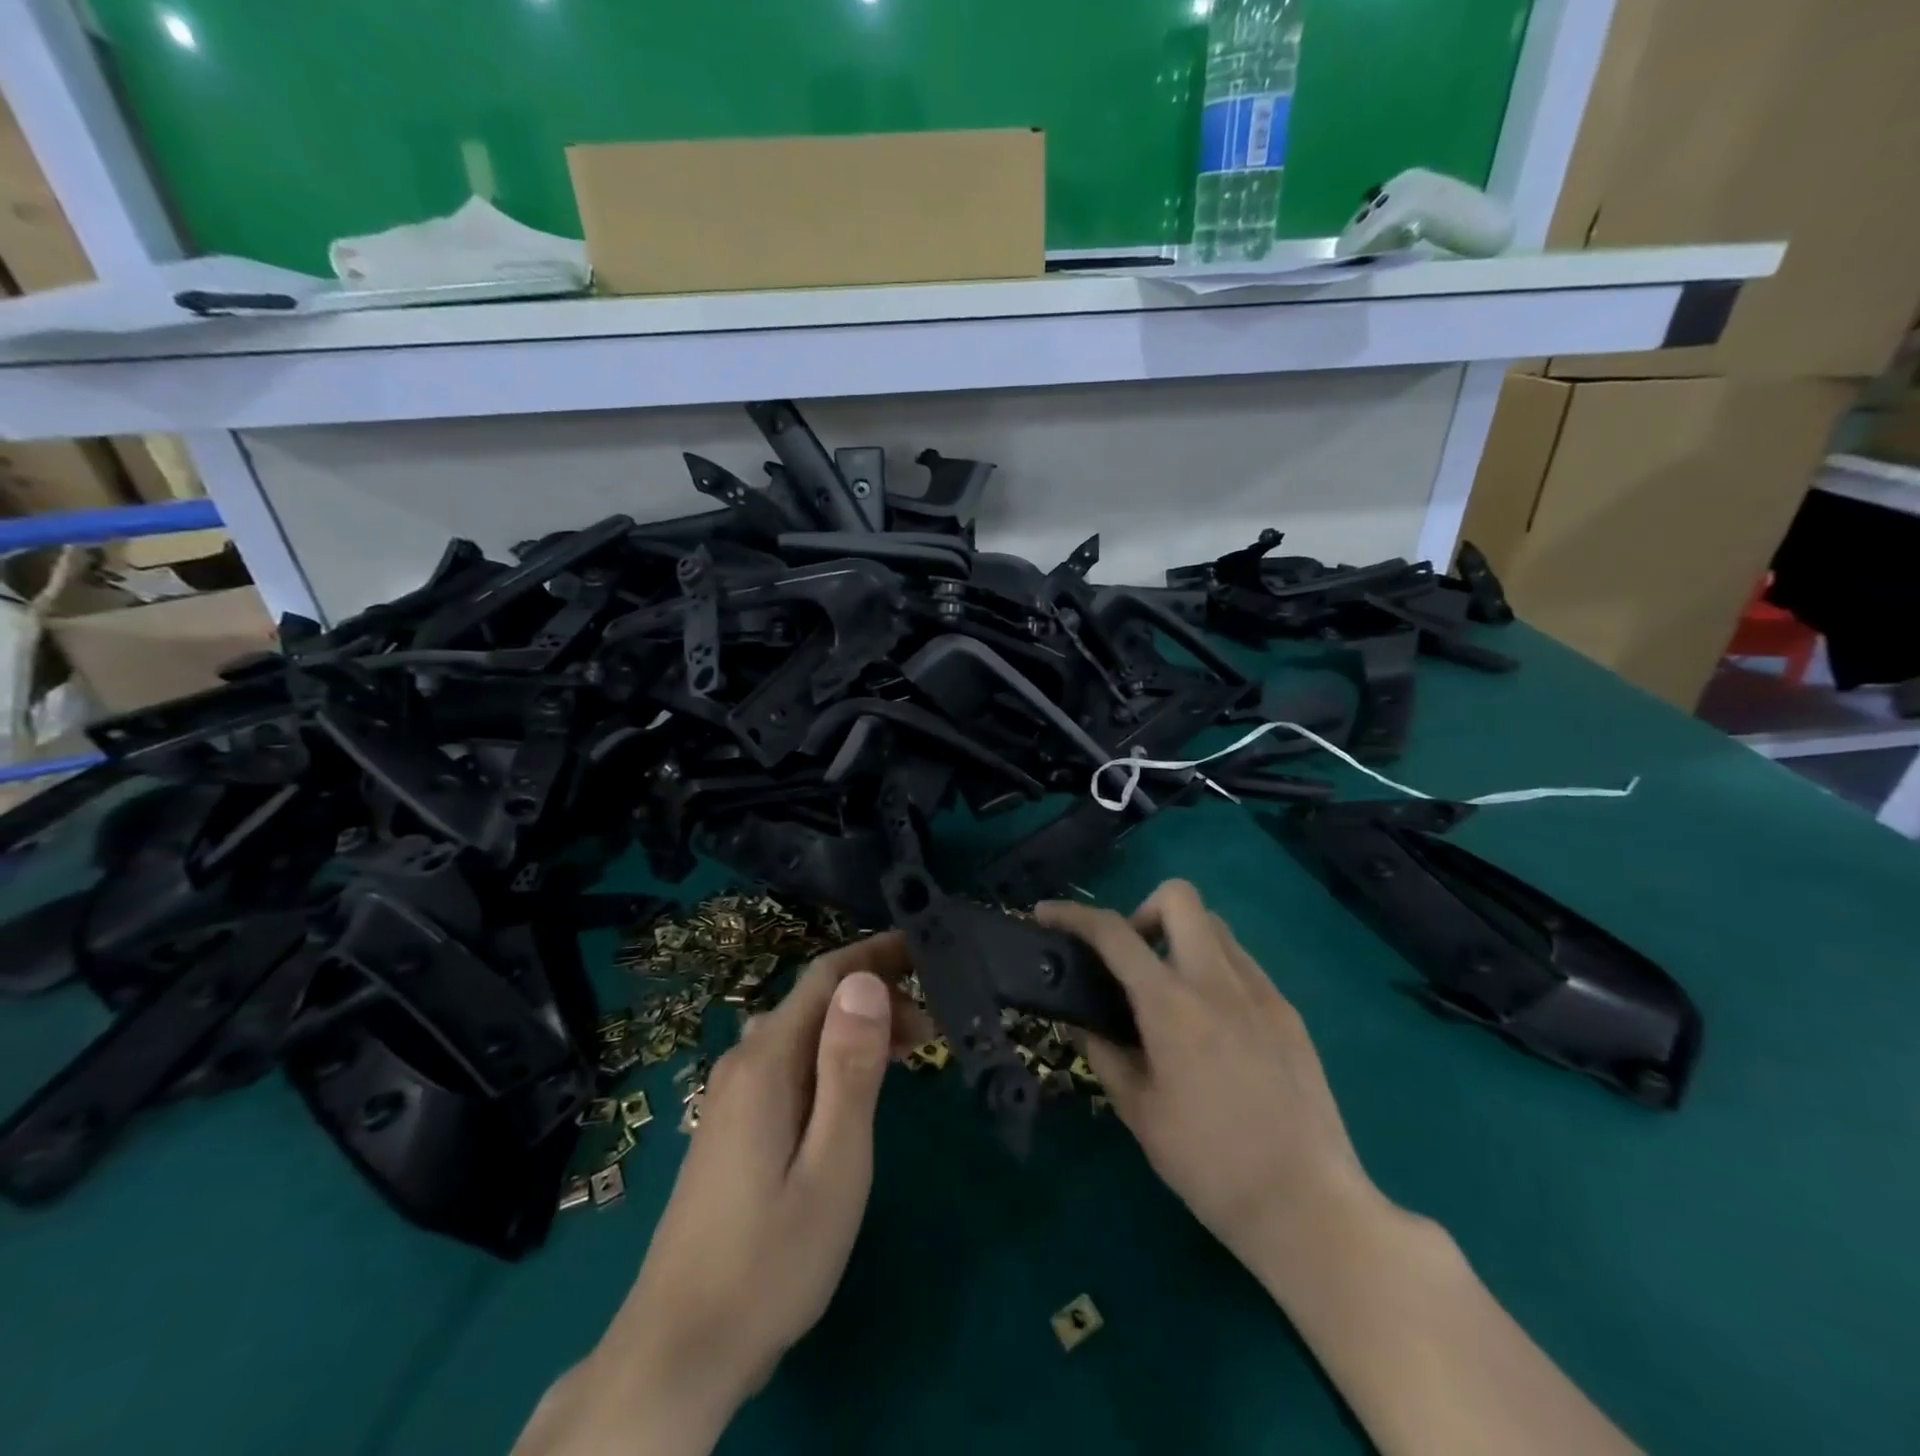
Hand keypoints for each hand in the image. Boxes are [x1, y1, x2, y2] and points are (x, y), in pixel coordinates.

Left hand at [515, 934, 929, 1455]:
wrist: (680, 1348)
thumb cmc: (771, 1258)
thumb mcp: (833, 1163)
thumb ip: (849, 1067)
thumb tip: (864, 981)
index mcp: (766, 1061)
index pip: (826, 976)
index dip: (876, 954)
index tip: (925, 950)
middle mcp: (743, 1063)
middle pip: (815, 1002)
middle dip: (875, 997)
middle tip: (931, 1030)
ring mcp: (731, 1096)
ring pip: (803, 1034)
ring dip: (856, 1029)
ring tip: (908, 1055)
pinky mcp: (731, 1126)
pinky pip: (789, 1064)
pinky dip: (832, 1059)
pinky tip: (855, 1090)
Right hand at [1036, 880, 1383, 1283]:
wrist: (1308, 1207)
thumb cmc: (1209, 1164)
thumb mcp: (1139, 1112)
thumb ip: (1105, 1054)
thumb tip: (1083, 1023)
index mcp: (1171, 1004)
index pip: (1113, 932)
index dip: (1073, 914)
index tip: (1047, 914)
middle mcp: (1217, 980)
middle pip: (1178, 897)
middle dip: (1143, 912)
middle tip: (1131, 962)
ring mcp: (1261, 991)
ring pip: (1214, 926)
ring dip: (1180, 939)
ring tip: (1170, 995)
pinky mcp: (1289, 1012)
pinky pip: (1242, 964)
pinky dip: (1213, 970)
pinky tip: (1211, 1025)